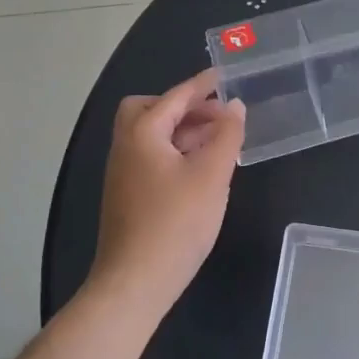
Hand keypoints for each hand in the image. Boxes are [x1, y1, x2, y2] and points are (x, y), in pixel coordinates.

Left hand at [88, 70, 244, 320]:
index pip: (174, 97)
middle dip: (182, 106)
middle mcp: (126, 147)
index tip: (224, 76)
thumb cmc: (176, 223)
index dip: (201, 85)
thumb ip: (227, 136)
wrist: (135, 283)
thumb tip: (234, 107)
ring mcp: (123, 174)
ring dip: (182, 130)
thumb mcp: (211, 175)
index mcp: (142, 134)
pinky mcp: (128, 197)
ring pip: (150, 136)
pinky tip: (201, 170)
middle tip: (216, 115)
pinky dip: (176, 152)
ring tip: (219, 141)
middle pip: (148, 110)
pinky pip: (152, 158)